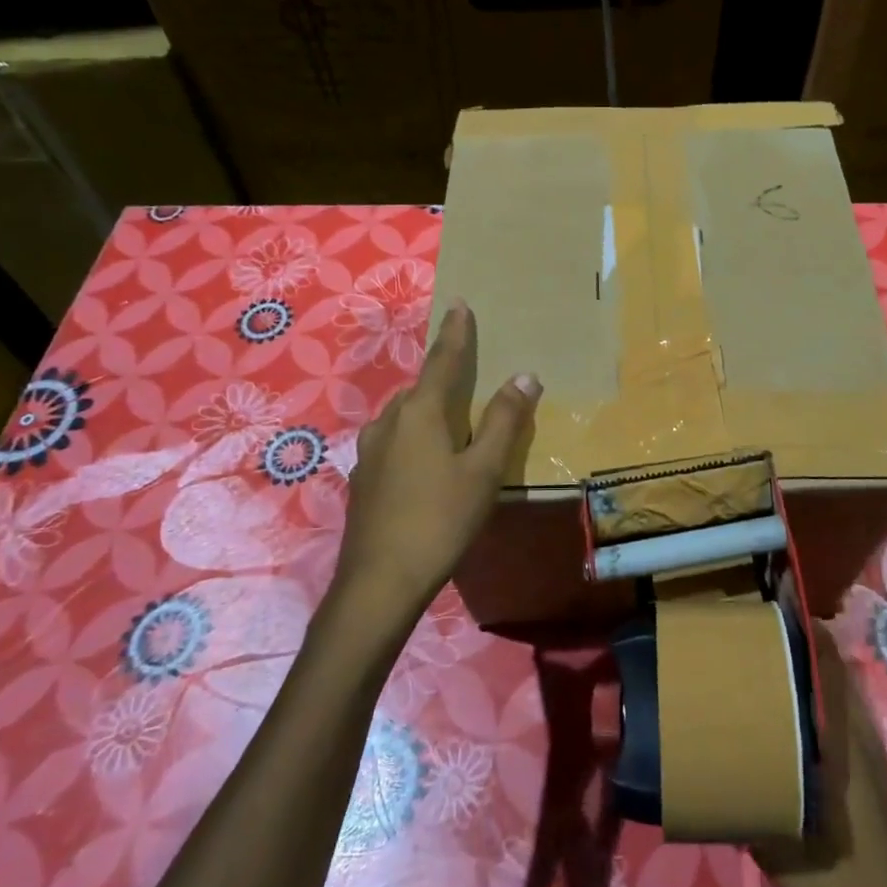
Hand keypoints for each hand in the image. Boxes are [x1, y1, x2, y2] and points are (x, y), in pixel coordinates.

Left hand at [337, 299, 540, 625]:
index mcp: (421, 413)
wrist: (378, 582)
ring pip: (404, 417)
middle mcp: (389, 421)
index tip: (459, 304)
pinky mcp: (362, 478)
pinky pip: (394, 442)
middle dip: (444, 377)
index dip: (455, 332)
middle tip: (467, 376)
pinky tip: (424, 465)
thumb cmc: (440, 520)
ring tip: (450, 424)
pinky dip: (414, 438)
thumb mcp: (484, 472)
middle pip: (422, 388)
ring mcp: (370, 450)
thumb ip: (504, 421)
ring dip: (427, 411)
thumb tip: (525, 375)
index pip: (443, 360)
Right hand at [752, 631, 886, 886]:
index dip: (810, 633)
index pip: (832, 670)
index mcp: (845, 747)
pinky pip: (848, 728)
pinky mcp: (878, 789)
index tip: (777, 609)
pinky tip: (793, 735)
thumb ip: (747, 802)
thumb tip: (709, 771)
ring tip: (771, 676)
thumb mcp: (780, 849)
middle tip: (761, 640)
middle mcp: (864, 744)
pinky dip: (824, 713)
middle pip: (839, 677)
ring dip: (816, 681)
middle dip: (806, 651)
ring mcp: (875, 767)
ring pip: (845, 703)